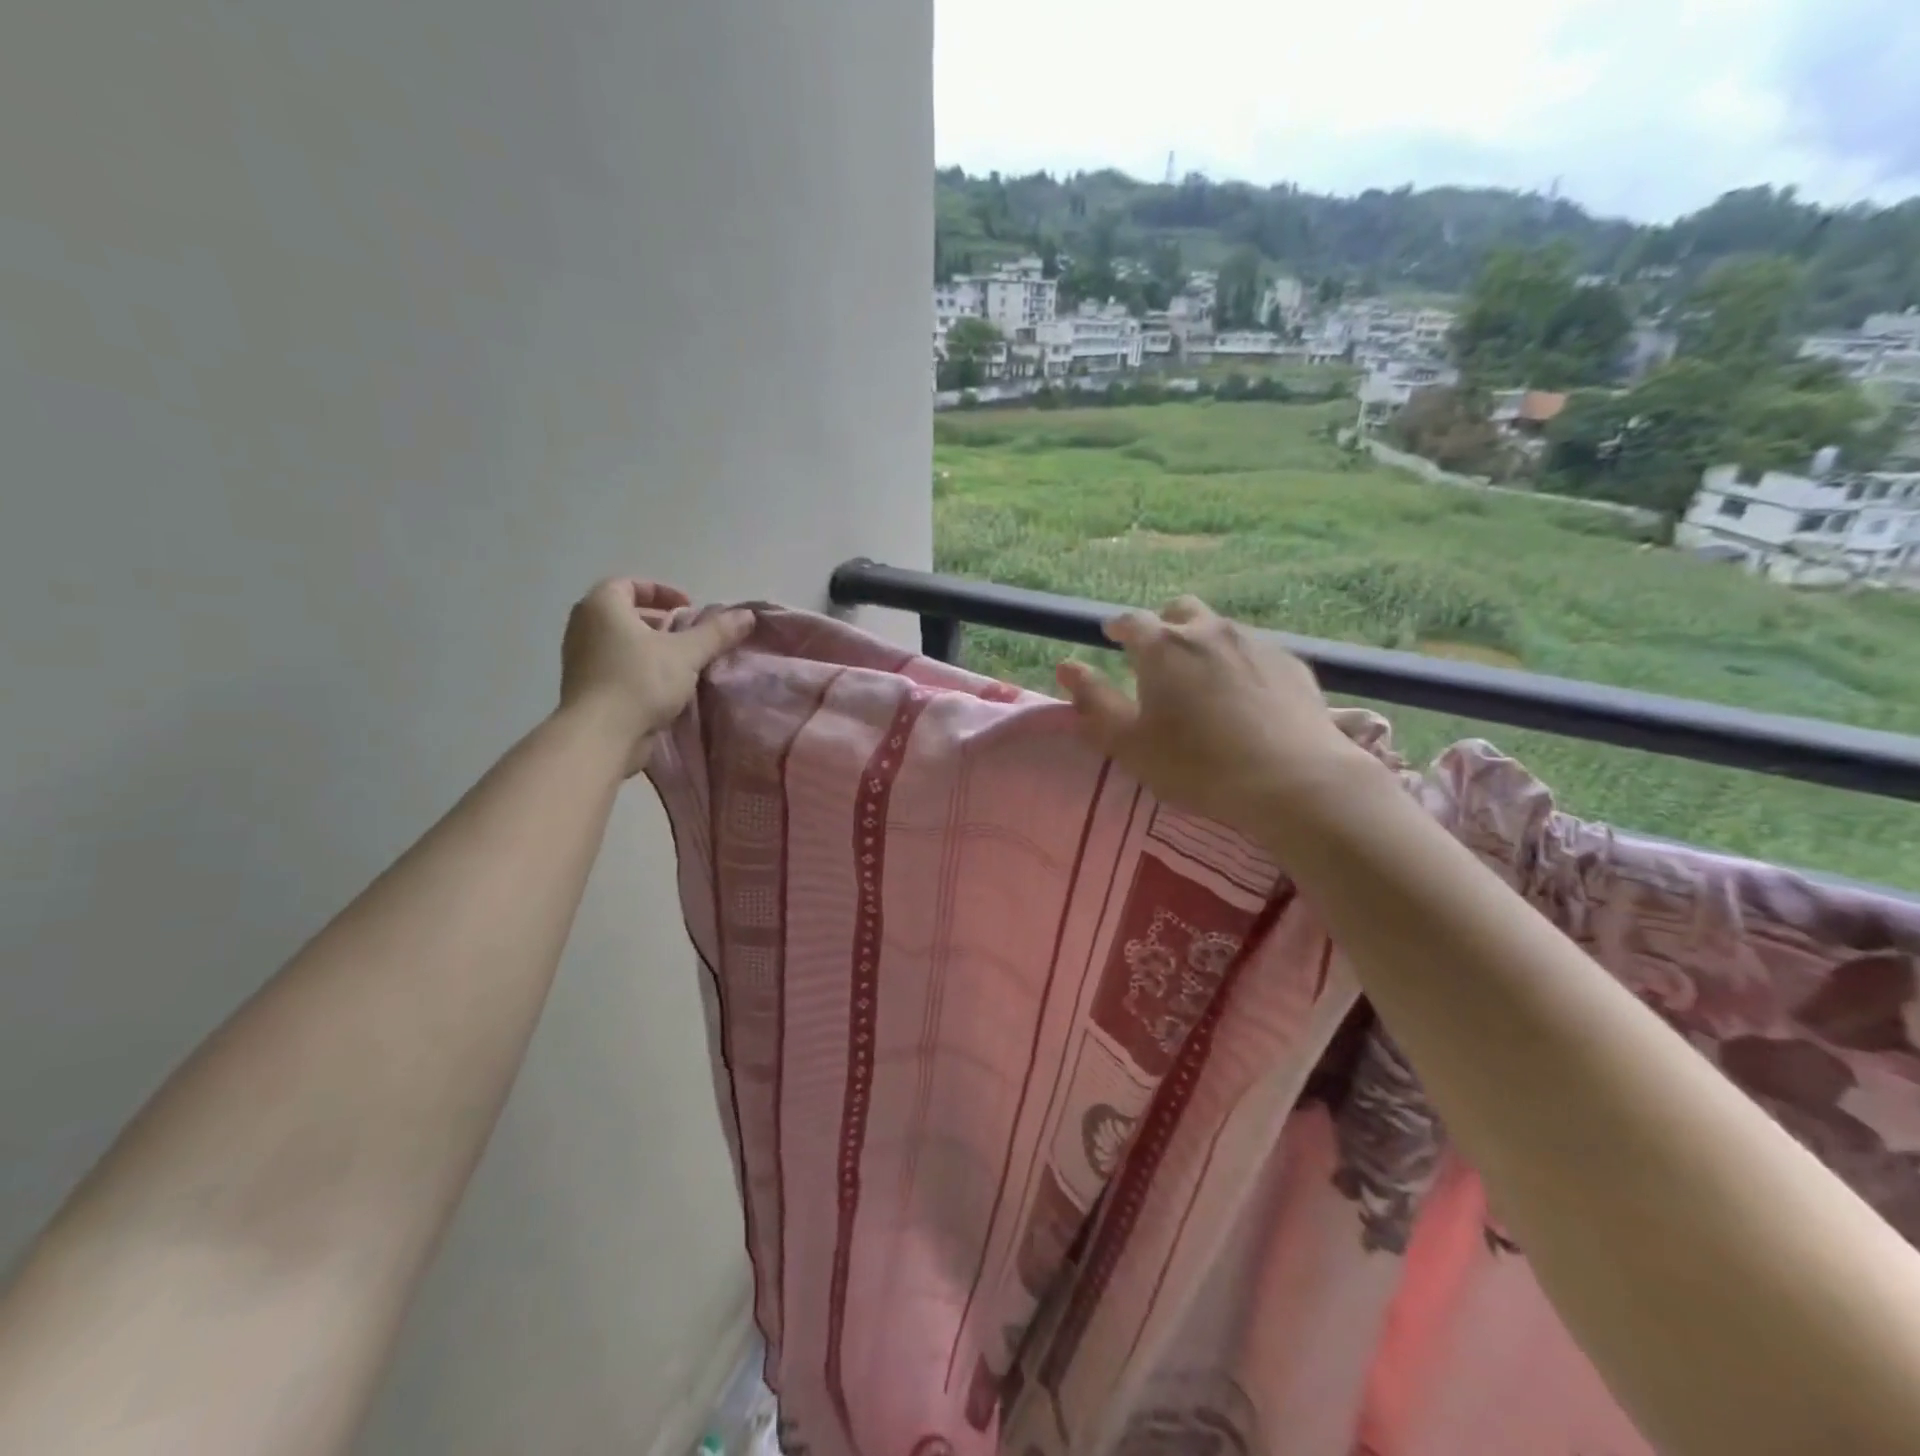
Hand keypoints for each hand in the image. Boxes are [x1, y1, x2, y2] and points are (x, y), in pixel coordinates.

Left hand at [560, 579, 753, 773]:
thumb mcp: (687, 653)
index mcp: (602, 606)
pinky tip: (663, 686)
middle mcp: (583, 625)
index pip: (629, 584)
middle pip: (624, 613)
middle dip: (659, 620)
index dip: (661, 591)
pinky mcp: (584, 687)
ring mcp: (579, 658)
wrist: (600, 736)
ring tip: (680, 661)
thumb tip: (747, 614)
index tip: (689, 607)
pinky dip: (638, 667)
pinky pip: (615, 666)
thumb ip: (716, 632)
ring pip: (620, 641)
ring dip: (650, 646)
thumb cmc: (640, 681)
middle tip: (688, 634)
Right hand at [1055, 596, 1374, 835]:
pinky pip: (1256, 651)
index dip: (1118, 627)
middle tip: (1159, 655)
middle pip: (1180, 611)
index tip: (1111, 636)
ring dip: (1204, 642)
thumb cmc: (1196, 764)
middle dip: (1165, 625)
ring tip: (1204, 678)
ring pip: (1221, 628)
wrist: (1293, 780)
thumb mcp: (1129, 742)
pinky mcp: (1293, 663)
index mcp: (1162, 647)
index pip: (1131, 621)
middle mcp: (1208, 630)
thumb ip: (1094, 702)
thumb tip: (1066, 667)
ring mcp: (1255, 642)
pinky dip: (1241, 662)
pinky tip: (1247, 695)